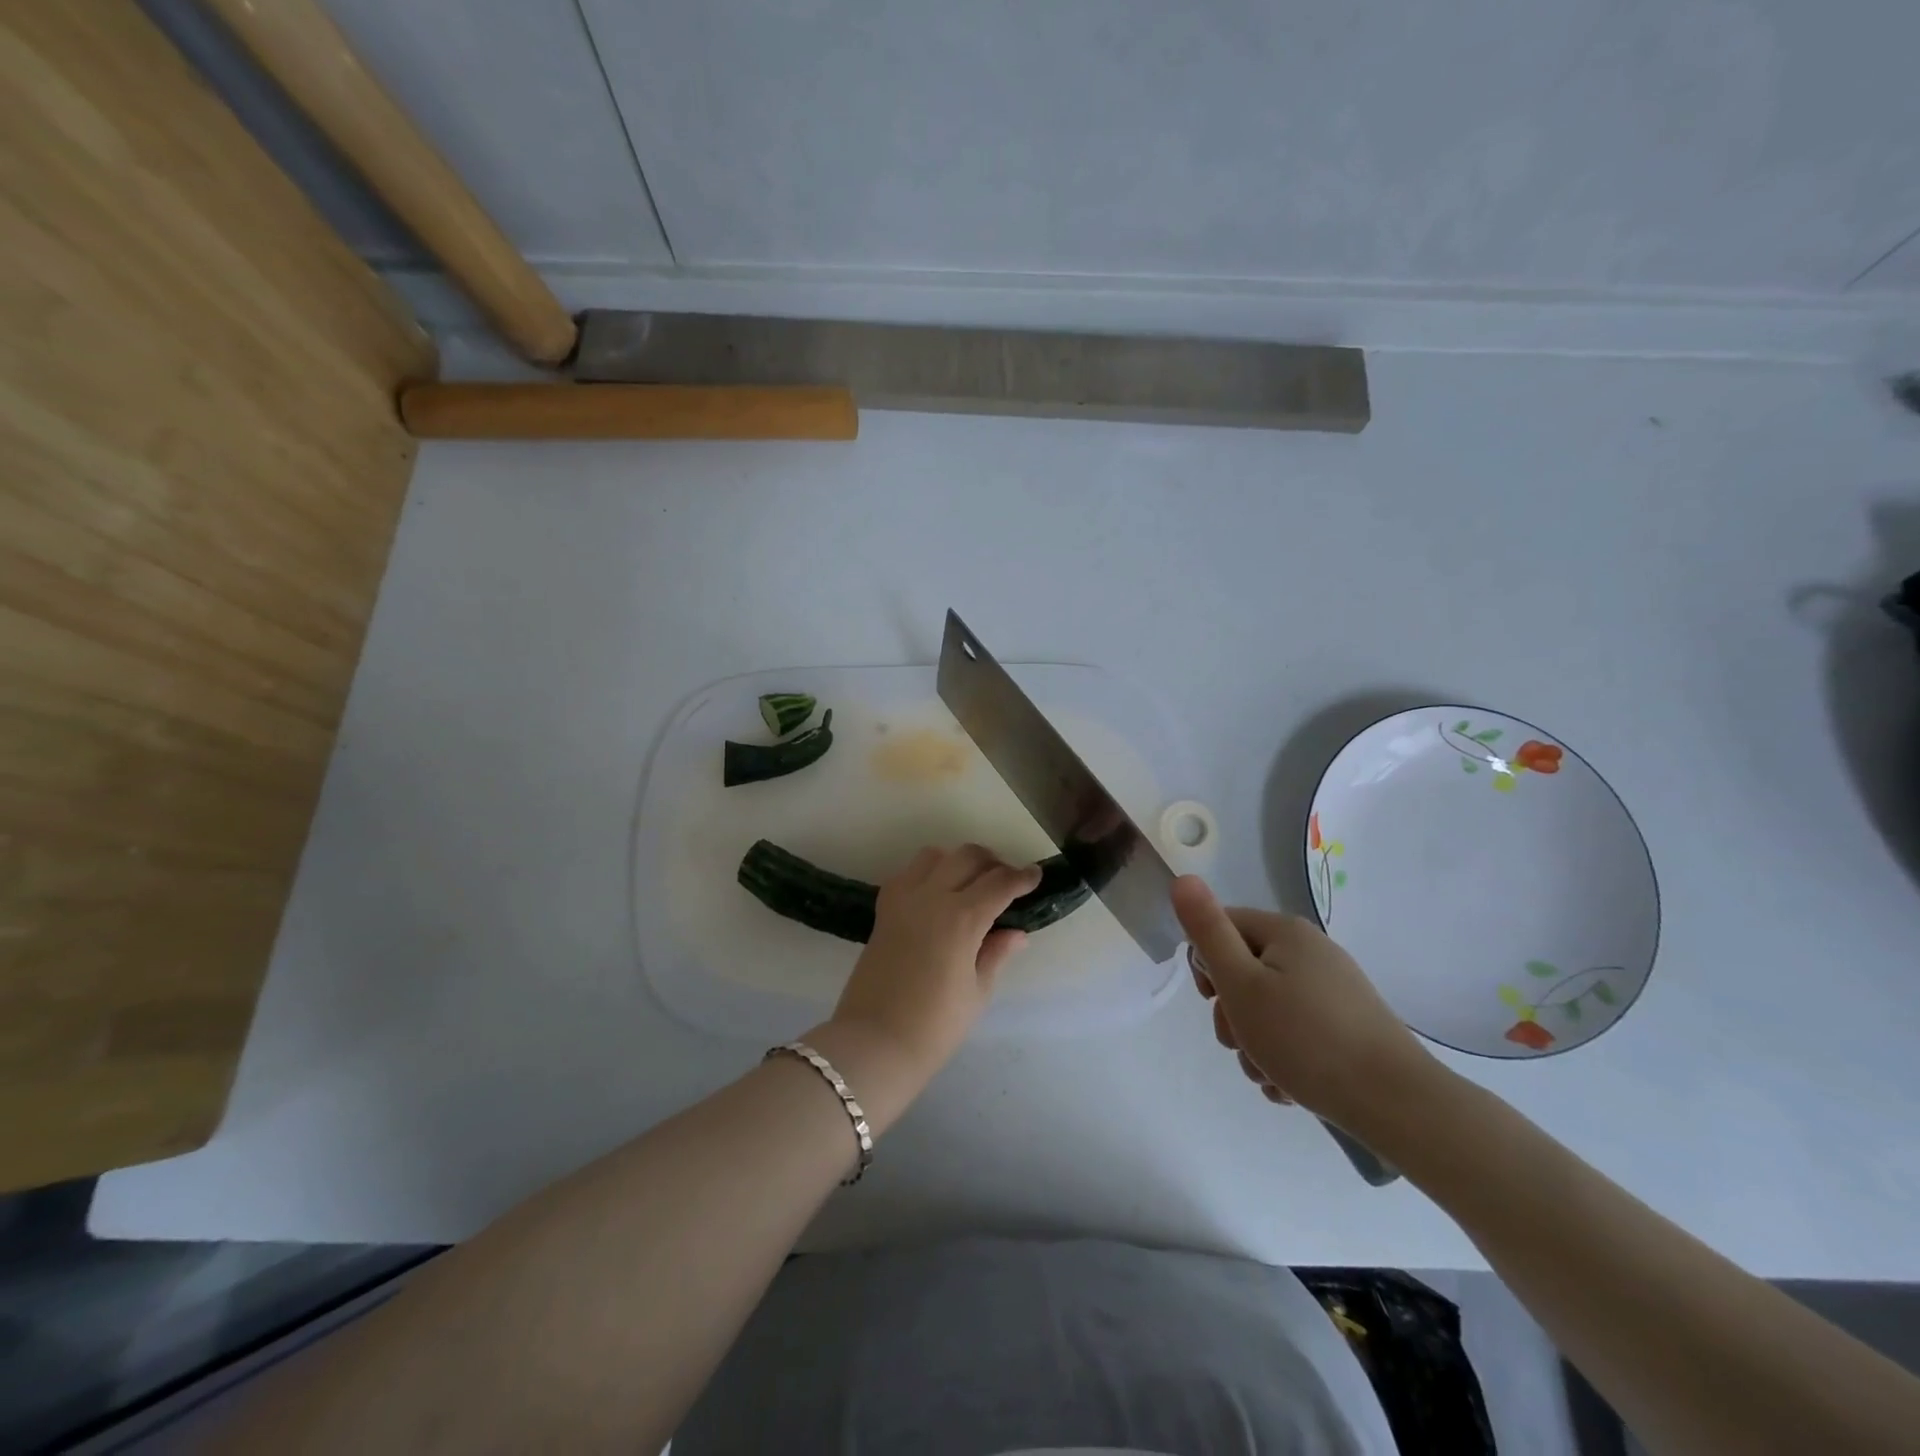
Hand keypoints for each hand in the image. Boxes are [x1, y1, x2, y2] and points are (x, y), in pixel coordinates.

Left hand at [813, 845, 1041, 1121]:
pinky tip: (936, 896)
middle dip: (993, 863)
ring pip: (935, 855)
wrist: (874, 1042)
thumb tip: (1016, 932)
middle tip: (1006, 882)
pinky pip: (908, 873)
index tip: (1036, 875)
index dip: (1022, 877)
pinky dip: (927, 873)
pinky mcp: (883, 909)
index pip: (1000, 883)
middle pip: (968, 857)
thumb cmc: (935, 1026)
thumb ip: (996, 953)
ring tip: (970, 884)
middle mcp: (932, 897)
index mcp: (962, 918)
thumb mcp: (977, 992)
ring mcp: (903, 899)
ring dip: (957, 861)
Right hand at [1171, 876, 1437, 1132]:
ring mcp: (1334, 989)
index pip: (1222, 927)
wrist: (1396, 1104)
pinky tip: (1290, 1086)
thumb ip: (1208, 930)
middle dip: (1232, 1013)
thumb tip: (1183, 878)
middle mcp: (1311, 951)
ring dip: (1255, 1043)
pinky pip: (1297, 1031)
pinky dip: (1285, 1056)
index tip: (1214, 999)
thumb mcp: (1241, 983)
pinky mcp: (1348, 1024)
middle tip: (1240, 1044)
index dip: (1206, 963)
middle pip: (1244, 970)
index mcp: (1285, 932)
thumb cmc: (1305, 1039)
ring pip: (1268, 1007)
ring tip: (1269, 1075)